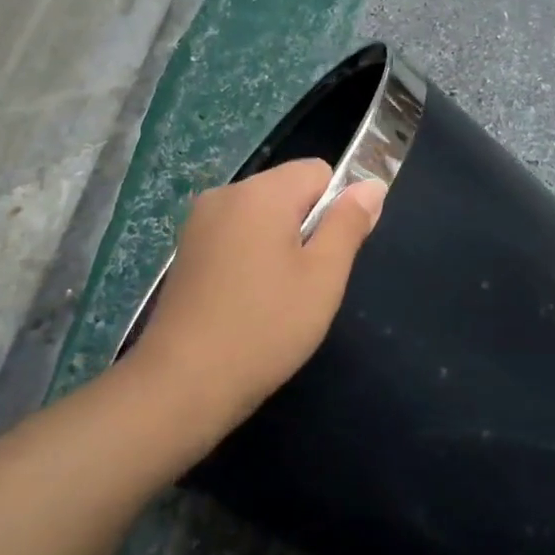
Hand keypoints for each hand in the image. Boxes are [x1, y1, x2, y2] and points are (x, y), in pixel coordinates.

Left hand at [129, 159, 385, 427]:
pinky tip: (248, 302)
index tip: (329, 255)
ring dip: (279, 245)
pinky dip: (251, 258)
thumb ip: (349, 223)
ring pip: (262, 217)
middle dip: (306, 227)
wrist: (183, 383)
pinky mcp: (186, 251)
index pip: (319, 171)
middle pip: (288, 191)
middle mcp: (225, 194)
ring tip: (277, 297)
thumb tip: (371, 184)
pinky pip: (235, 237)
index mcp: (261, 192)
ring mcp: (199, 223)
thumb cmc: (265, 326)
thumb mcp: (324, 276)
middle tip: (307, 283)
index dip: (336, 209)